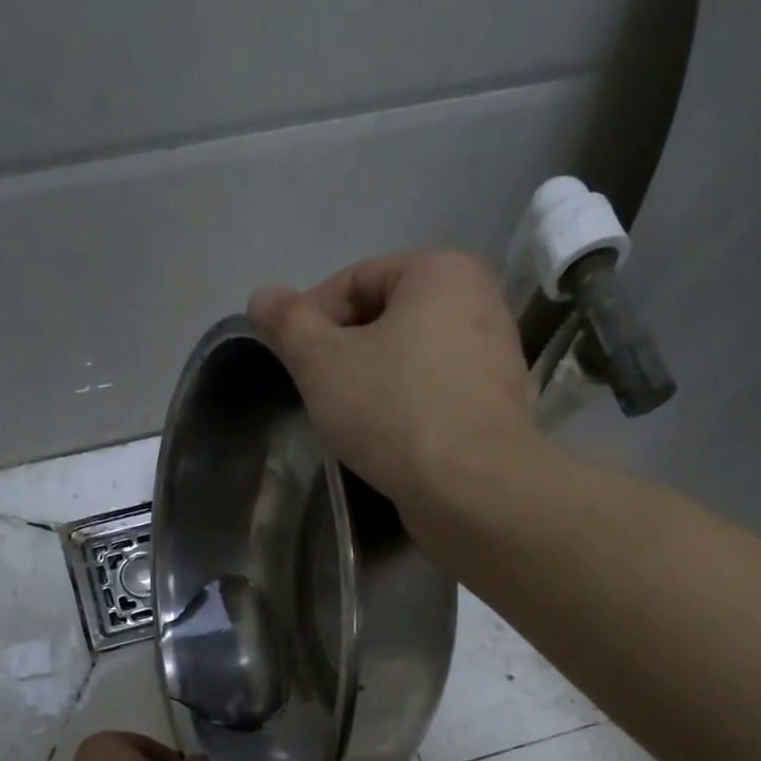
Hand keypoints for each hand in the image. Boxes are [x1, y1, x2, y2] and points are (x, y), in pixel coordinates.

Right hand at [248, 250, 538, 518]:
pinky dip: (407, 409)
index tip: (290, 359)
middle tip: (317, 392)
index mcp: (443, 271)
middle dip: (345, 352)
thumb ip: (289, 324)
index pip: (357, 279)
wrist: (472, 489)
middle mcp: (481, 302)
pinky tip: (387, 440)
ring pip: (412, 359)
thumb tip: (262, 296)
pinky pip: (437, 394)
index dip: (313, 316)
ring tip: (349, 420)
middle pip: (388, 318)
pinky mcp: (497, 408)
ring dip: (374, 383)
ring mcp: (496, 358)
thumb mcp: (322, 363)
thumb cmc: (394, 411)